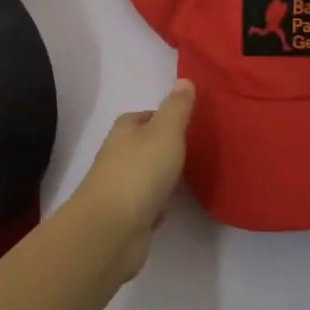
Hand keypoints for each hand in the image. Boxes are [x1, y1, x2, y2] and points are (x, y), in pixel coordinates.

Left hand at [68, 80, 195, 279]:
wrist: (111, 230)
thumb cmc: (140, 172)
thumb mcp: (166, 132)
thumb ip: (177, 108)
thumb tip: (184, 80)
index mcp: (126, 128)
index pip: (150, 116)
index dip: (170, 119)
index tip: (193, 126)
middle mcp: (119, 153)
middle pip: (149, 145)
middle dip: (170, 150)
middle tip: (198, 154)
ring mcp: (120, 185)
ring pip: (149, 175)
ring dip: (166, 179)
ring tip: (191, 181)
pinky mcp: (125, 214)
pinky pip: (148, 203)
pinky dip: (159, 205)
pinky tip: (171, 209)